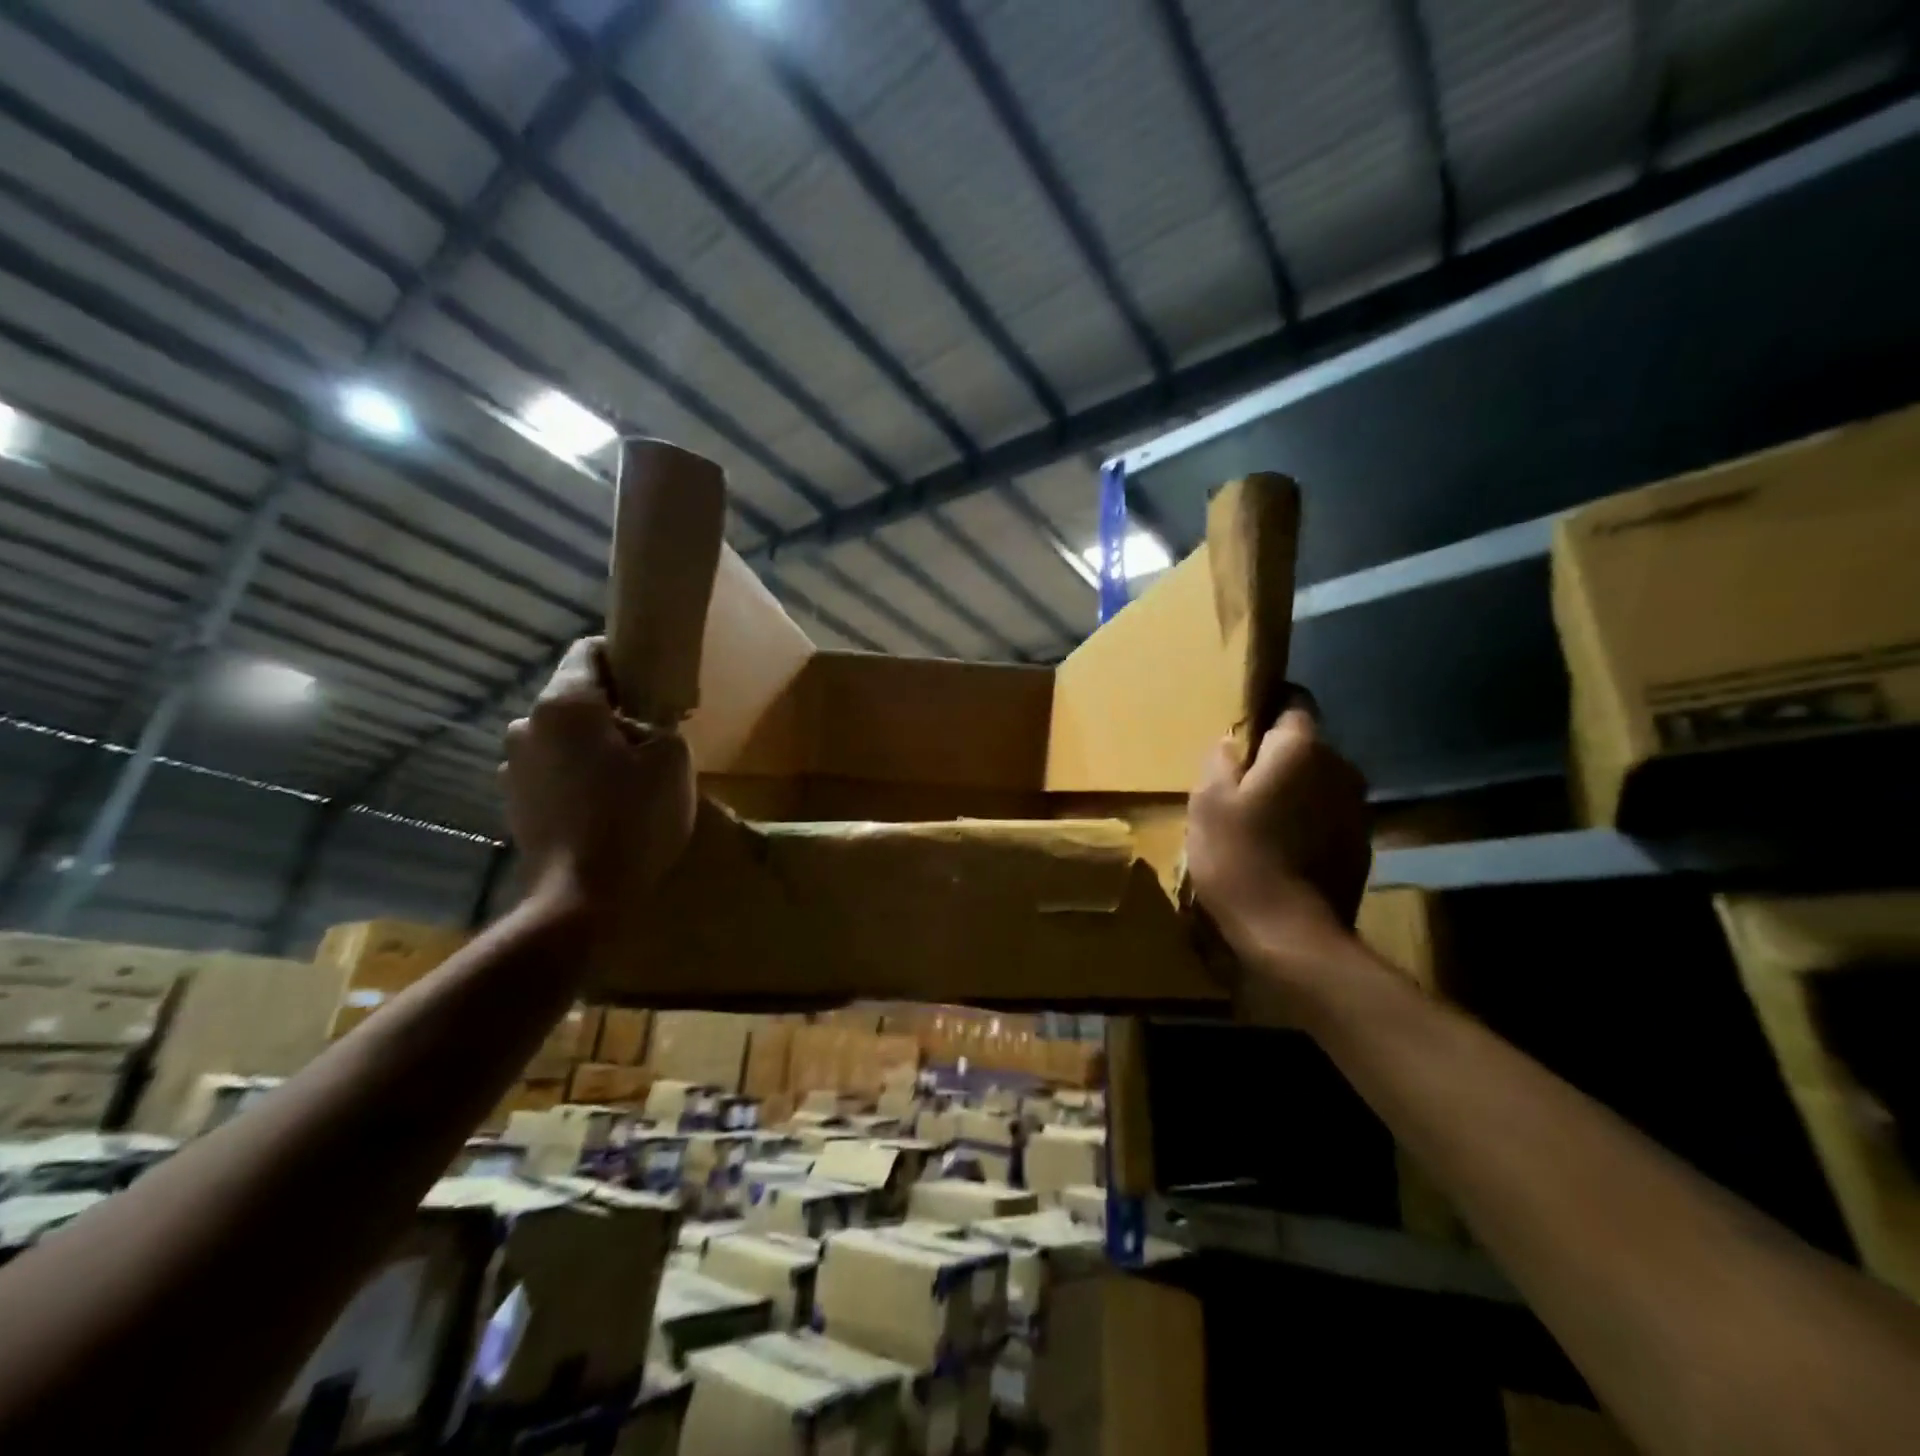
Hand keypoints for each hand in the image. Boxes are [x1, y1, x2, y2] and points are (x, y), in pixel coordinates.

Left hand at [502, 638, 695, 913]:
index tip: (653, 680)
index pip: (589, 651)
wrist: (581, 897)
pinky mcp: (513, 801)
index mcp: (564, 703)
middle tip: (650, 735)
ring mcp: (512, 765)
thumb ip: (661, 724)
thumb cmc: (632, 818)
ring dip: (591, 744)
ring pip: (562, 736)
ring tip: (627, 775)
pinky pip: (551, 770)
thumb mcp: (673, 760)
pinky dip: (575, 775)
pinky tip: (602, 804)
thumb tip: (641, 725)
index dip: (624, 657)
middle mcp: (527, 724)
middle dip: (612, 707)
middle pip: (576, 696)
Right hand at [1186, 704, 1370, 992]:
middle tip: (1241, 781)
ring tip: (1260, 818)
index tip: (1245, 726)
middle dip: (1278, 756)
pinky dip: (1308, 822)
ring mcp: (1357, 809)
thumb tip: (1232, 743)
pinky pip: (1328, 816)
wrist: (1290, 935)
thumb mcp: (1207, 802)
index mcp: (1302, 749)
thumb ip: (1220, 761)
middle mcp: (1340, 768)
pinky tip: (1283, 848)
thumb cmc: (1239, 857)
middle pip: (1307, 746)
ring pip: (1319, 783)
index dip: (1269, 708)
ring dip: (1295, 791)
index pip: (1295, 703)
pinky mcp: (1361, 845)